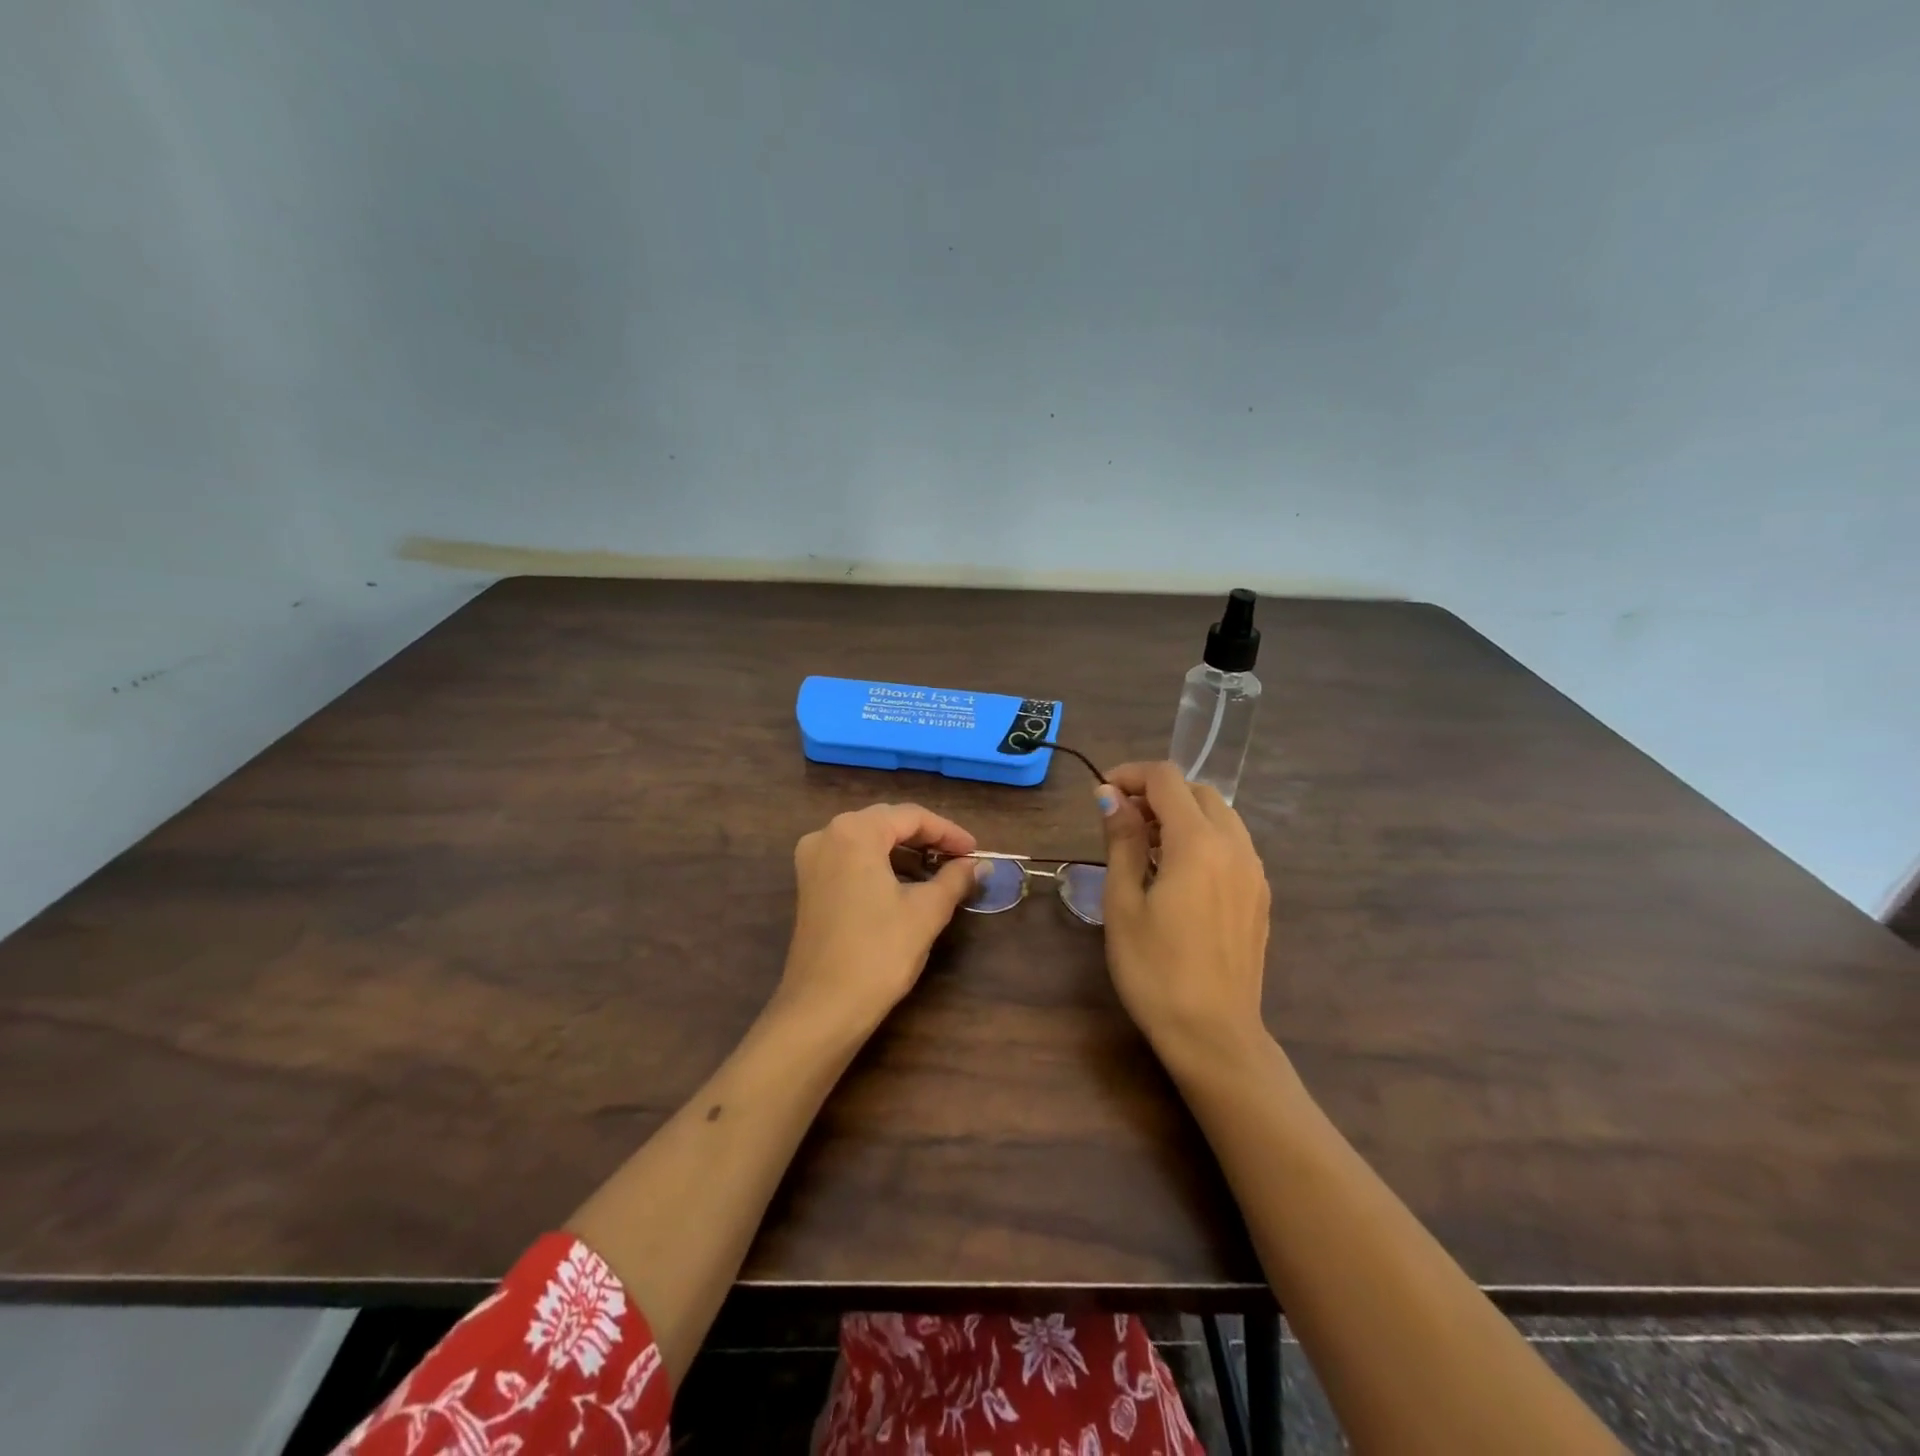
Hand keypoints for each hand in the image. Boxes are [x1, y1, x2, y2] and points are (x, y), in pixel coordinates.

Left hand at [779, 803, 982, 1035]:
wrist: (823, 1007)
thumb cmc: (879, 952)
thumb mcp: (926, 911)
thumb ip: (955, 878)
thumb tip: (978, 865)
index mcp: (854, 832)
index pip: (911, 816)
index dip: (948, 832)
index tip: (976, 851)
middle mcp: (827, 835)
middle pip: (887, 823)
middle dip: (927, 839)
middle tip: (961, 859)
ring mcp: (812, 861)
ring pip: (868, 842)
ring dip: (905, 853)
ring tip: (939, 873)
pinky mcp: (809, 885)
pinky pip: (852, 861)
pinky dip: (881, 867)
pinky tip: (906, 886)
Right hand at [1095, 762, 1272, 1067]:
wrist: (1214, 1035)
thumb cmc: (1155, 970)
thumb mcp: (1124, 903)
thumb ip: (1122, 841)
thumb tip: (1110, 796)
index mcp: (1199, 843)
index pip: (1167, 779)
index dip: (1130, 775)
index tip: (1102, 794)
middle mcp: (1235, 846)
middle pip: (1198, 792)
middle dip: (1158, 793)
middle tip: (1122, 821)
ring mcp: (1254, 872)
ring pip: (1221, 816)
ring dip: (1183, 814)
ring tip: (1148, 846)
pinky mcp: (1260, 896)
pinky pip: (1233, 844)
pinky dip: (1204, 838)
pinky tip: (1179, 874)